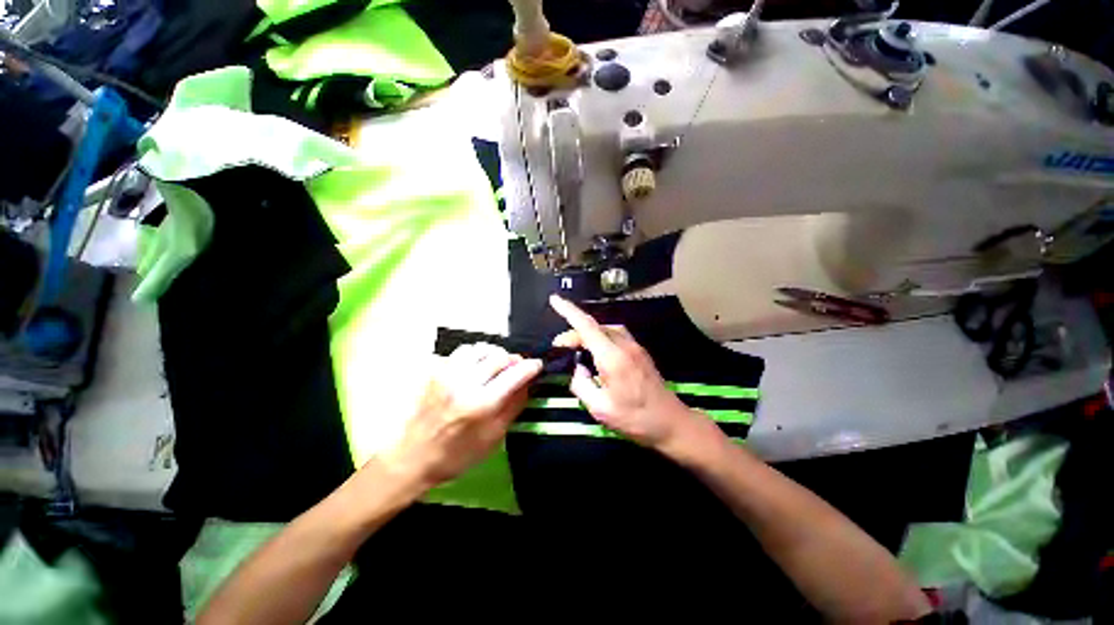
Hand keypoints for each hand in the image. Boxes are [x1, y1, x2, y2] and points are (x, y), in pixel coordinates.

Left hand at [381, 343, 541, 488]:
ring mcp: (447, 374)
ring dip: (494, 354)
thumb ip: (514, 406)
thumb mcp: (494, 437)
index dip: (530, 366)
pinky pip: (461, 352)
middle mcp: (464, 383)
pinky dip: (475, 355)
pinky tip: (476, 368)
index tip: (537, 365)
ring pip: (480, 349)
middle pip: (499, 357)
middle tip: (517, 367)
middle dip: (513, 359)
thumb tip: (528, 382)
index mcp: (481, 404)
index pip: (515, 374)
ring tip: (496, 366)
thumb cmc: (458, 454)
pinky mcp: (435, 372)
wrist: (413, 457)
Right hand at [550, 295, 707, 450]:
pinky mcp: (640, 352)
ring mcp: (635, 347)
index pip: (586, 326)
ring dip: (588, 333)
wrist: (672, 423)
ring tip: (575, 348)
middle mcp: (624, 345)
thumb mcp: (600, 408)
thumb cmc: (635, 419)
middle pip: (594, 327)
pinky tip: (596, 353)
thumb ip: (581, 385)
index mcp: (612, 357)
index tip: (554, 300)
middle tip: (560, 348)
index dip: (568, 310)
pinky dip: (600, 338)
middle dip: (574, 332)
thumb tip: (577, 369)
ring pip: (605, 329)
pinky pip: (615, 335)